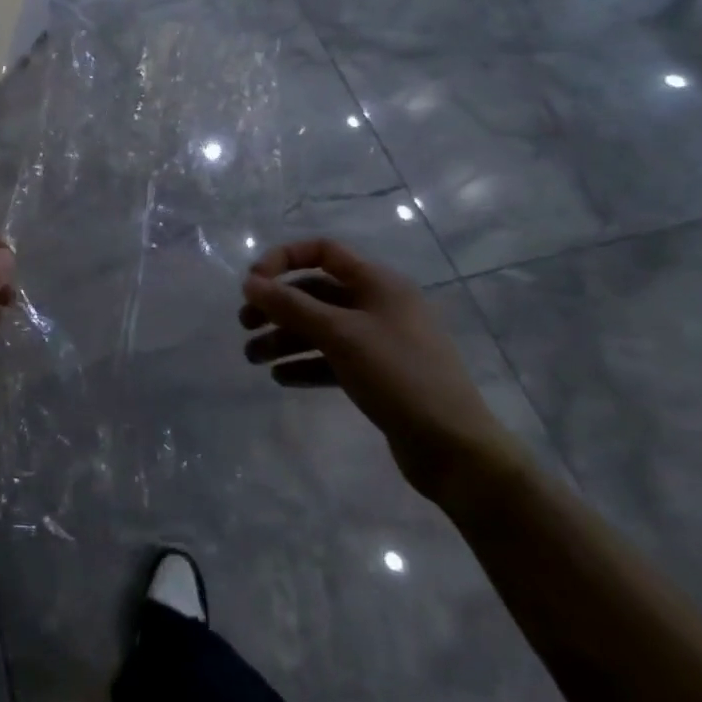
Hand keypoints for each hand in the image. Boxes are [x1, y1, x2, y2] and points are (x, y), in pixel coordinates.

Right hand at [240, 238, 525, 509]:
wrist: (456, 449)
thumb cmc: (399, 375)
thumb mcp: (340, 334)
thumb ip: (291, 305)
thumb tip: (250, 282)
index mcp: (378, 283)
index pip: (323, 251)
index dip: (283, 260)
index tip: (254, 283)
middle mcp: (379, 304)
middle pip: (316, 292)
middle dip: (278, 306)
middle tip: (245, 324)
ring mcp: (380, 341)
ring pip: (321, 328)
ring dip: (284, 338)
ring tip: (253, 358)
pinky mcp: (378, 374)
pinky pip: (332, 358)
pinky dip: (305, 363)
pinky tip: (281, 377)